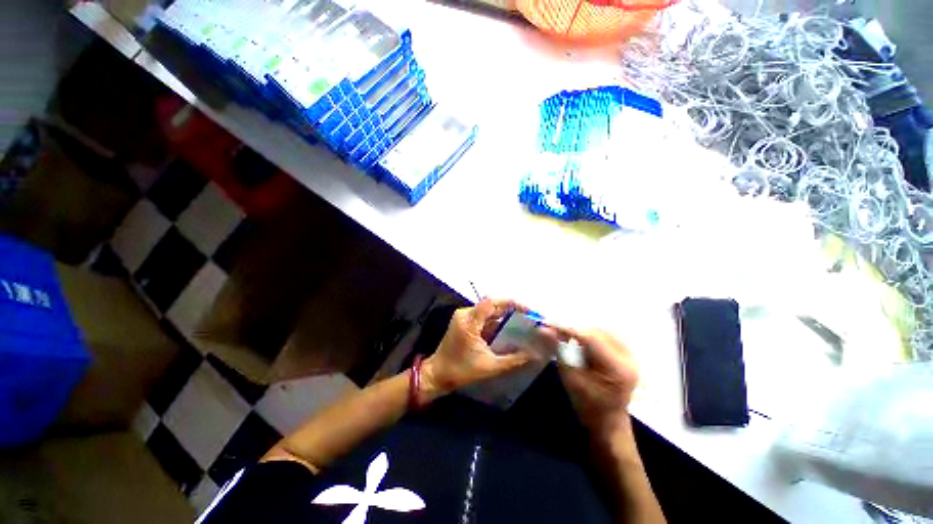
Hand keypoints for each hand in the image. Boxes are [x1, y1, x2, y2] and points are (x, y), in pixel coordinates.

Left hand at [421, 298, 533, 398]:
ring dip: (504, 317)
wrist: (437, 375)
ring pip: (488, 311)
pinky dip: (495, 323)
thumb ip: (513, 360)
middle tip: (528, 318)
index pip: (492, 303)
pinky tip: (507, 330)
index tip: (528, 311)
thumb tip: (534, 354)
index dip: (511, 304)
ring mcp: (464, 317)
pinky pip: (483, 318)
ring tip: (522, 323)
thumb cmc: (461, 371)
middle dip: (510, 311)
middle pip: (491, 305)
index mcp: (469, 321)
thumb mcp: (490, 366)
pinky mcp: (464, 323)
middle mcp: (466, 314)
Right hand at [546, 327, 638, 439]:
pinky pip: (604, 336)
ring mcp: (629, 355)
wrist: (608, 422)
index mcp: (617, 367)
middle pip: (596, 331)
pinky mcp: (625, 355)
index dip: (567, 328)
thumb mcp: (570, 379)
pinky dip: (588, 336)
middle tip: (555, 330)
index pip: (590, 338)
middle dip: (574, 329)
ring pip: (600, 331)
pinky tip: (578, 342)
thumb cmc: (588, 406)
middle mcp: (628, 357)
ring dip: (581, 332)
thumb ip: (559, 351)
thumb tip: (544, 329)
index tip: (547, 323)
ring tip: (565, 336)